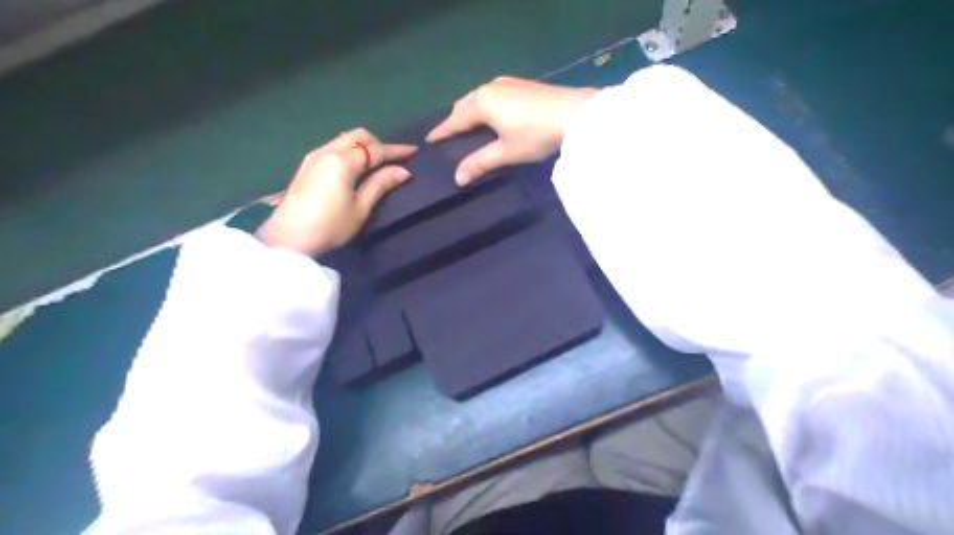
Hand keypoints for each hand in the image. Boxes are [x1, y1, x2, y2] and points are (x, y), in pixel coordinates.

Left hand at [256, 127, 416, 253]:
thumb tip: (403, 172)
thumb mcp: (361, 208)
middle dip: (378, 143)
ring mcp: (314, 157)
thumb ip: (381, 185)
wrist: (289, 238)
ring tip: (376, 164)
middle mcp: (328, 151)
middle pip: (358, 136)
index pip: (375, 150)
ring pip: (344, 140)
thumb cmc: (330, 225)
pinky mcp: (307, 166)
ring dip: (363, 147)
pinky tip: (355, 168)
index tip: (413, 151)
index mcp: (343, 160)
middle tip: (392, 160)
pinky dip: (350, 152)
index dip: (396, 150)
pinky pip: (334, 147)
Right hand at [426, 74, 593, 186]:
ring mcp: (507, 83)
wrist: (575, 114)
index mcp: (481, 103)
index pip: (454, 120)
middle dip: (455, 119)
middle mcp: (489, 88)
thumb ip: (480, 163)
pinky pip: (493, 95)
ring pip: (479, 97)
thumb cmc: (535, 134)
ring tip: (468, 127)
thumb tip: (457, 178)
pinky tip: (492, 116)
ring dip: (470, 111)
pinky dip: (485, 106)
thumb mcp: (506, 152)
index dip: (442, 131)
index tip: (429, 140)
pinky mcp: (522, 85)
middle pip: (464, 104)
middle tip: (449, 136)